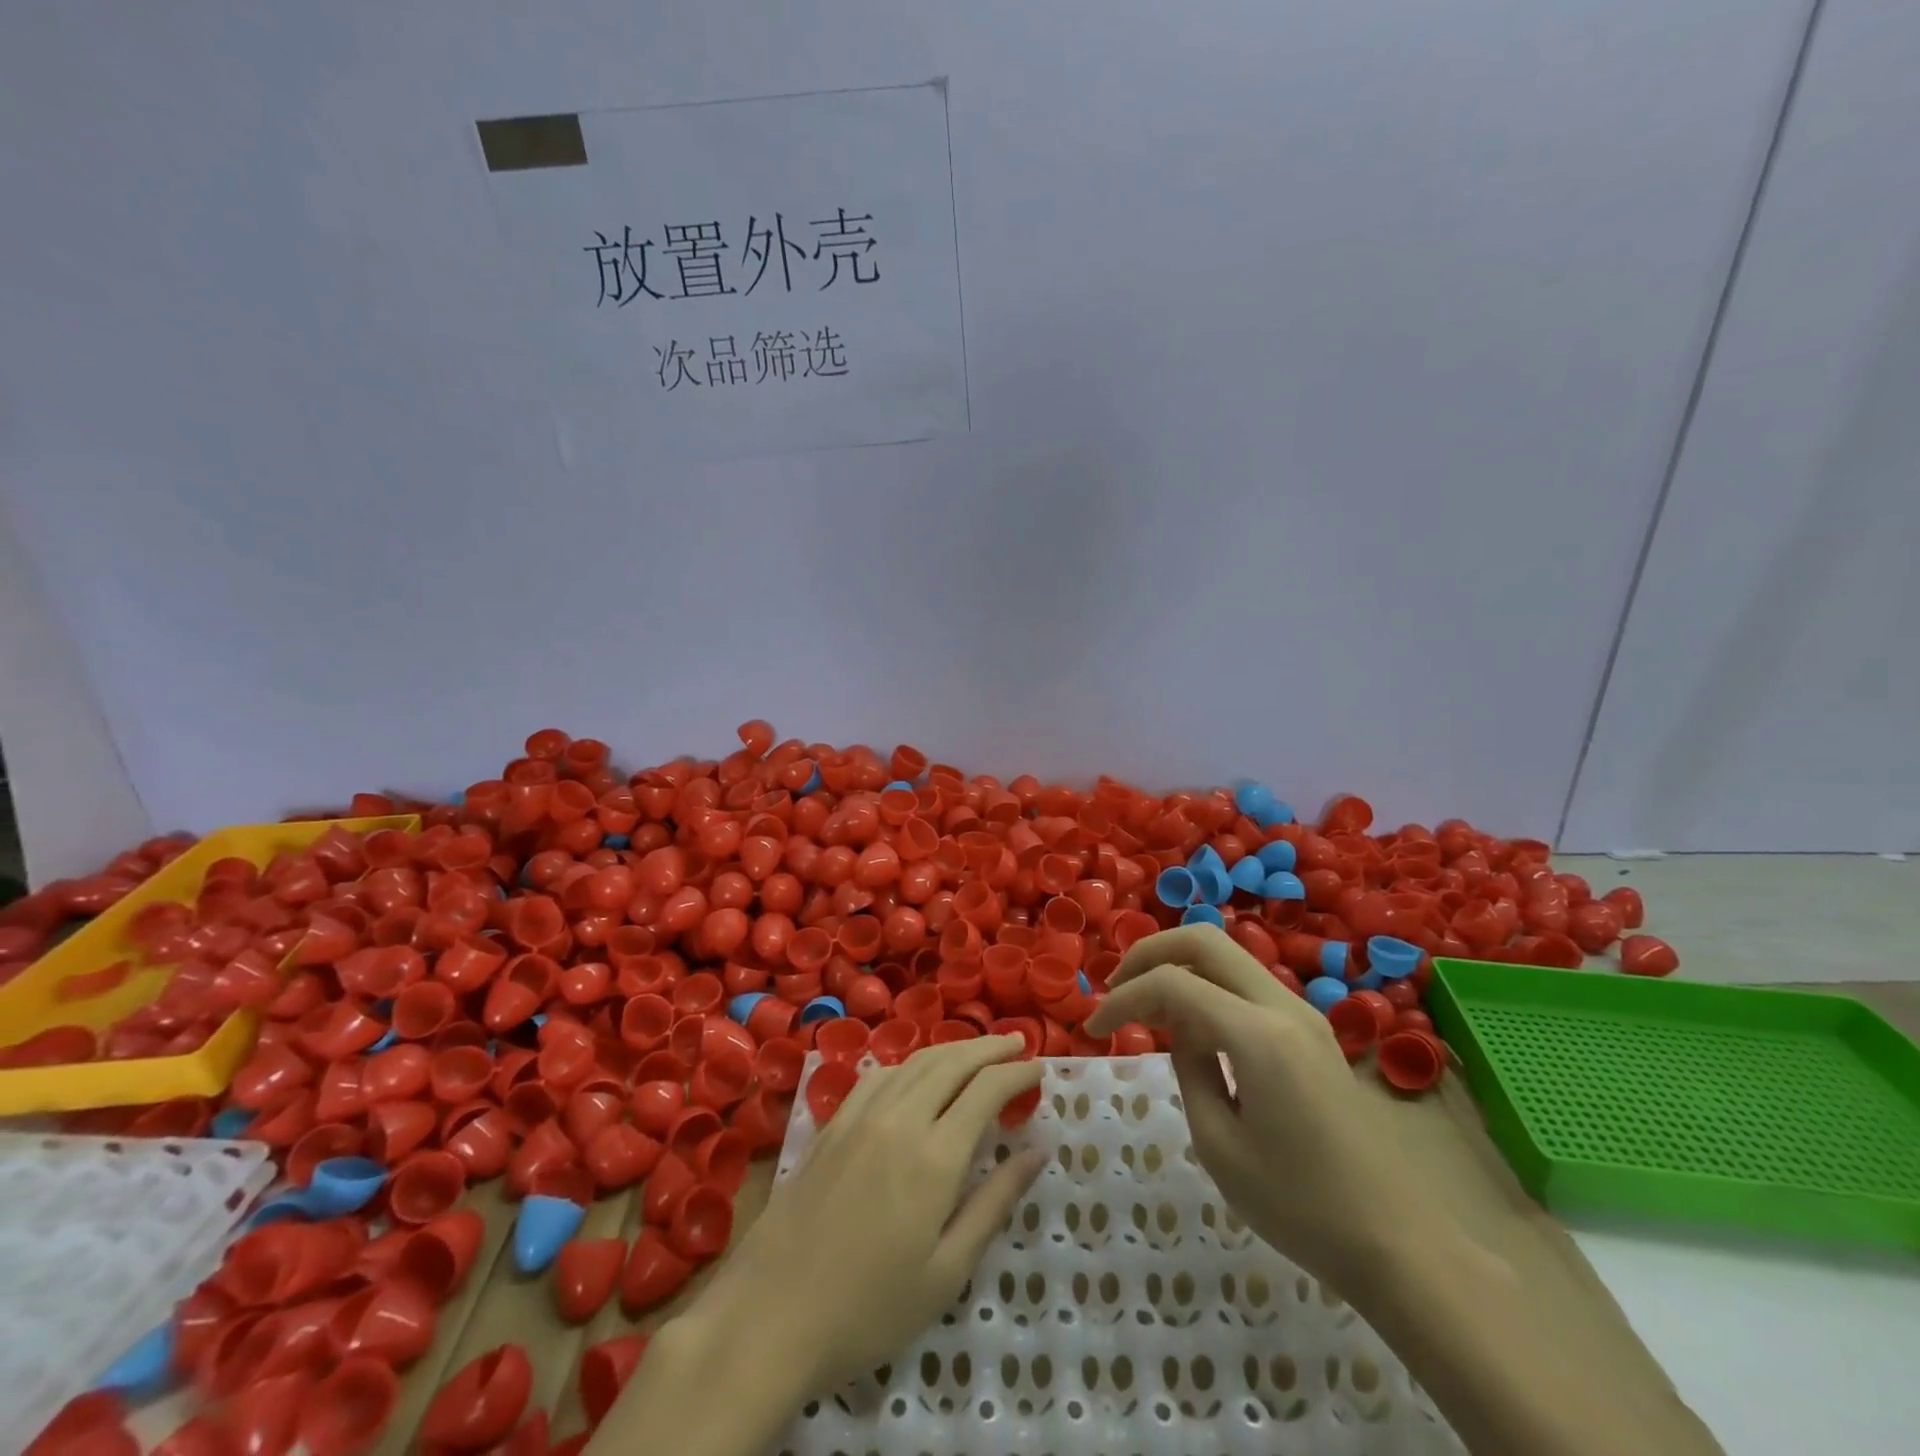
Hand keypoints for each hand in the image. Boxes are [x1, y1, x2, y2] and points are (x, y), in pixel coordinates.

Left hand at [694, 1034, 1046, 1391]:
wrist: (771, 1312)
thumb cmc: (869, 1307)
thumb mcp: (946, 1271)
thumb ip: (994, 1203)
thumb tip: (1038, 1151)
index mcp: (935, 1155)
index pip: (987, 1089)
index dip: (1017, 1072)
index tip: (1039, 1068)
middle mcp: (900, 1118)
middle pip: (953, 1061)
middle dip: (990, 1047)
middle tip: (1018, 1042)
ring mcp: (861, 1116)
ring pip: (916, 1062)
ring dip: (952, 1049)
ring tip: (977, 1051)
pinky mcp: (833, 1124)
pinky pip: (880, 1075)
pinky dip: (910, 1064)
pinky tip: (916, 1074)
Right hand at [1086, 924, 1418, 1288]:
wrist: (1397, 1244)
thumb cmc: (1300, 1207)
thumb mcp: (1220, 1145)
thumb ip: (1188, 1068)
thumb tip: (1178, 1028)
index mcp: (1259, 1035)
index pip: (1174, 984)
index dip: (1124, 998)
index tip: (1092, 1030)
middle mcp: (1283, 1006)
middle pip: (1204, 939)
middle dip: (1149, 953)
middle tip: (1117, 990)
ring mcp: (1302, 1013)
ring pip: (1226, 955)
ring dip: (1178, 966)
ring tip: (1144, 1009)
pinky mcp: (1310, 1030)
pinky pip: (1245, 984)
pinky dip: (1206, 986)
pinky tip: (1188, 1026)